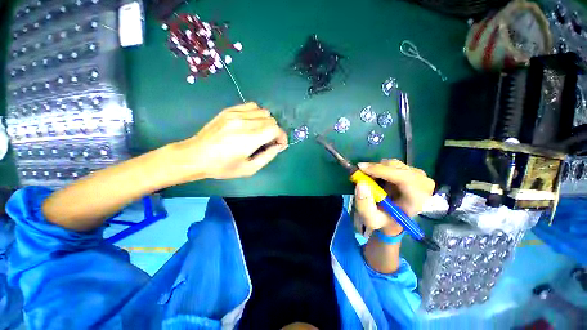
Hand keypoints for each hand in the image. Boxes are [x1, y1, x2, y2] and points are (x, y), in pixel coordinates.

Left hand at [171, 102, 287, 179]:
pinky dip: (257, 114)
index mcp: (249, 139)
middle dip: (275, 131)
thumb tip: (278, 146)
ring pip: (263, 111)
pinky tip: (251, 123)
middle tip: (268, 141)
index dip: (282, 137)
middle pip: (271, 120)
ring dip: (266, 122)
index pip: (275, 129)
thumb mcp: (249, 169)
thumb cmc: (223, 167)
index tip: (279, 144)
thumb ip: (268, 156)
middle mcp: (244, 122)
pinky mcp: (229, 110)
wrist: (195, 156)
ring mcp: (235, 114)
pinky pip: (251, 106)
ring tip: (260, 132)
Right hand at [353, 159, 434, 236]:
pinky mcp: (413, 172)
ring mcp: (419, 177)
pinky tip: (377, 178)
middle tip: (360, 172)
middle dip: (376, 168)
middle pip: (398, 168)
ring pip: (394, 164)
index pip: (405, 178)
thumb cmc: (384, 221)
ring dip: (377, 169)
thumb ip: (364, 205)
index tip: (362, 169)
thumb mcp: (371, 220)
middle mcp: (423, 185)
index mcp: (417, 200)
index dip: (382, 171)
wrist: (394, 220)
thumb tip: (361, 184)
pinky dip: (381, 168)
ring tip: (369, 179)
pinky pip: (393, 165)